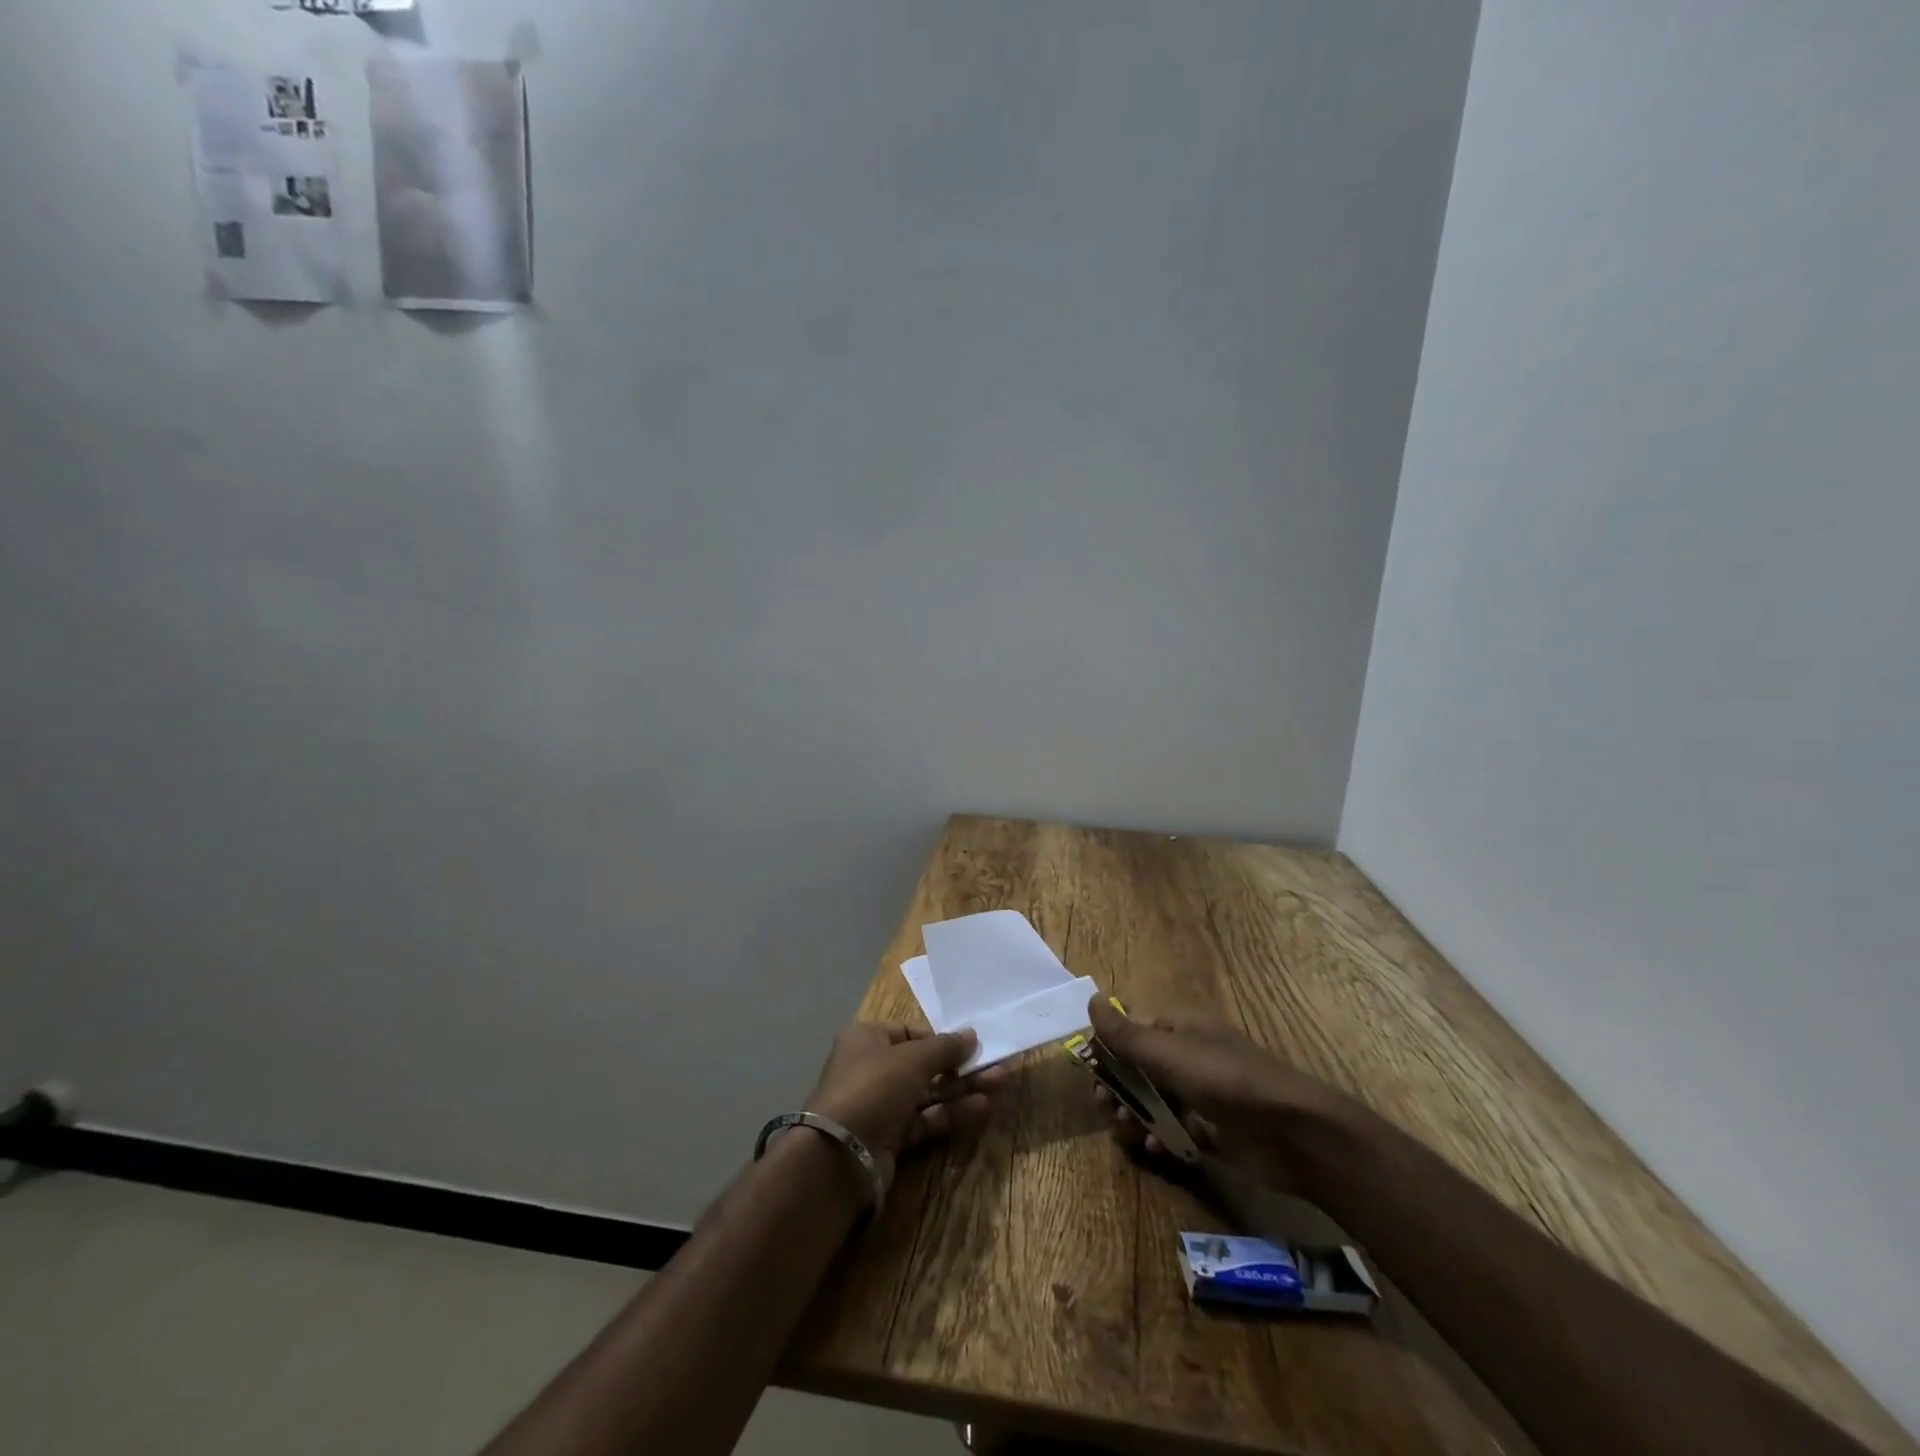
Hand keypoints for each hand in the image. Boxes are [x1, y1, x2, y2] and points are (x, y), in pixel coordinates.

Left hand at [804, 1023, 1008, 1191]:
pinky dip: (951, 1113)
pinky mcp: (890, 1138)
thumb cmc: (874, 1087)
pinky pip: (926, 1119)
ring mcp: (880, 1106)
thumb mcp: (912, 1058)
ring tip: (1000, 1083)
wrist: (840, 1155)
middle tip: (997, 1065)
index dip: (940, 1039)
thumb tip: (971, 1035)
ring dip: (962, 1089)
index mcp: (866, 1039)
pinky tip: (982, 1107)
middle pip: (923, 1064)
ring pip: (928, 1093)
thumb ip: (945, 1047)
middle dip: (960, 1066)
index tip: (969, 1045)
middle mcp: (871, 1069)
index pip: (909, 1032)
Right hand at [1087, 993, 1357, 1192]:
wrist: (1293, 1133)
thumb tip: (1091, 998)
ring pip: (1154, 1101)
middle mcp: (1188, 1056)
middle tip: (1106, 1108)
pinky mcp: (1213, 1130)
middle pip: (1139, 1068)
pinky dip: (1161, 1138)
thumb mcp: (1169, 1054)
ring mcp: (1202, 1094)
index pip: (1133, 1031)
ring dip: (1135, 1115)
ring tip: (1128, 1132)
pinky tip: (1156, 1151)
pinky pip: (1175, 1130)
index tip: (1091, 1073)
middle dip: (1119, 1088)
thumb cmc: (1225, 1081)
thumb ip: (1126, 1034)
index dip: (1109, 1050)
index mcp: (1179, 1028)